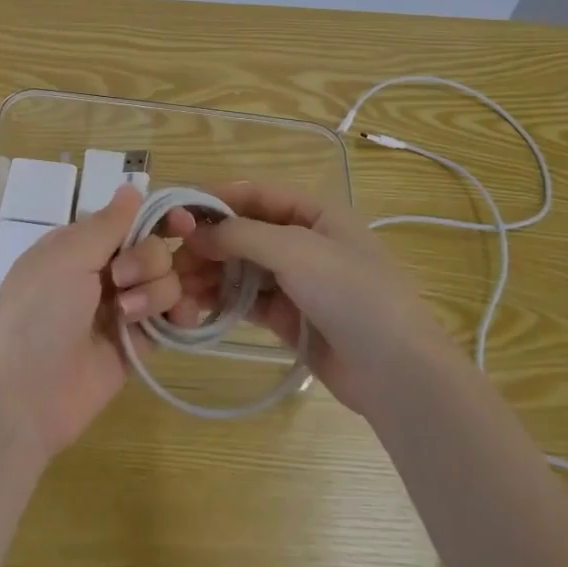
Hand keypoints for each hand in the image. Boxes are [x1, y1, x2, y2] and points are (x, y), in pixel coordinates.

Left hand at [0, 186, 196, 458]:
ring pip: (166, 282)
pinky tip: (180, 320)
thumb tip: (132, 186)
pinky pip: (170, 319)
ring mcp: (121, 310)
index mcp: (79, 246)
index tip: (184, 223)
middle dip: (147, 260)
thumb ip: (108, 224)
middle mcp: (102, 272)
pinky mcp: (138, 345)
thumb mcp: (66, 257)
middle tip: (120, 281)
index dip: (159, 218)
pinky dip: (180, 315)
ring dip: (157, 292)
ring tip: (129, 316)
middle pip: (154, 248)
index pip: (129, 220)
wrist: (23, 398)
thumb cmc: (37, 314)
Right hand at [174, 181, 453, 415]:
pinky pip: (248, 301)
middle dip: (209, 243)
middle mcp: (305, 242)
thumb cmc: (350, 292)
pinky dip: (223, 301)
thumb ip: (241, 235)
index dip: (216, 199)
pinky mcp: (290, 319)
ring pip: (243, 268)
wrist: (396, 372)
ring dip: (211, 274)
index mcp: (315, 212)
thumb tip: (194, 230)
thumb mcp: (295, 250)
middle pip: (245, 233)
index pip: (256, 194)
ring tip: (177, 287)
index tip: (176, 211)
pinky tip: (196, 306)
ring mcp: (298, 282)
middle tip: (171, 259)